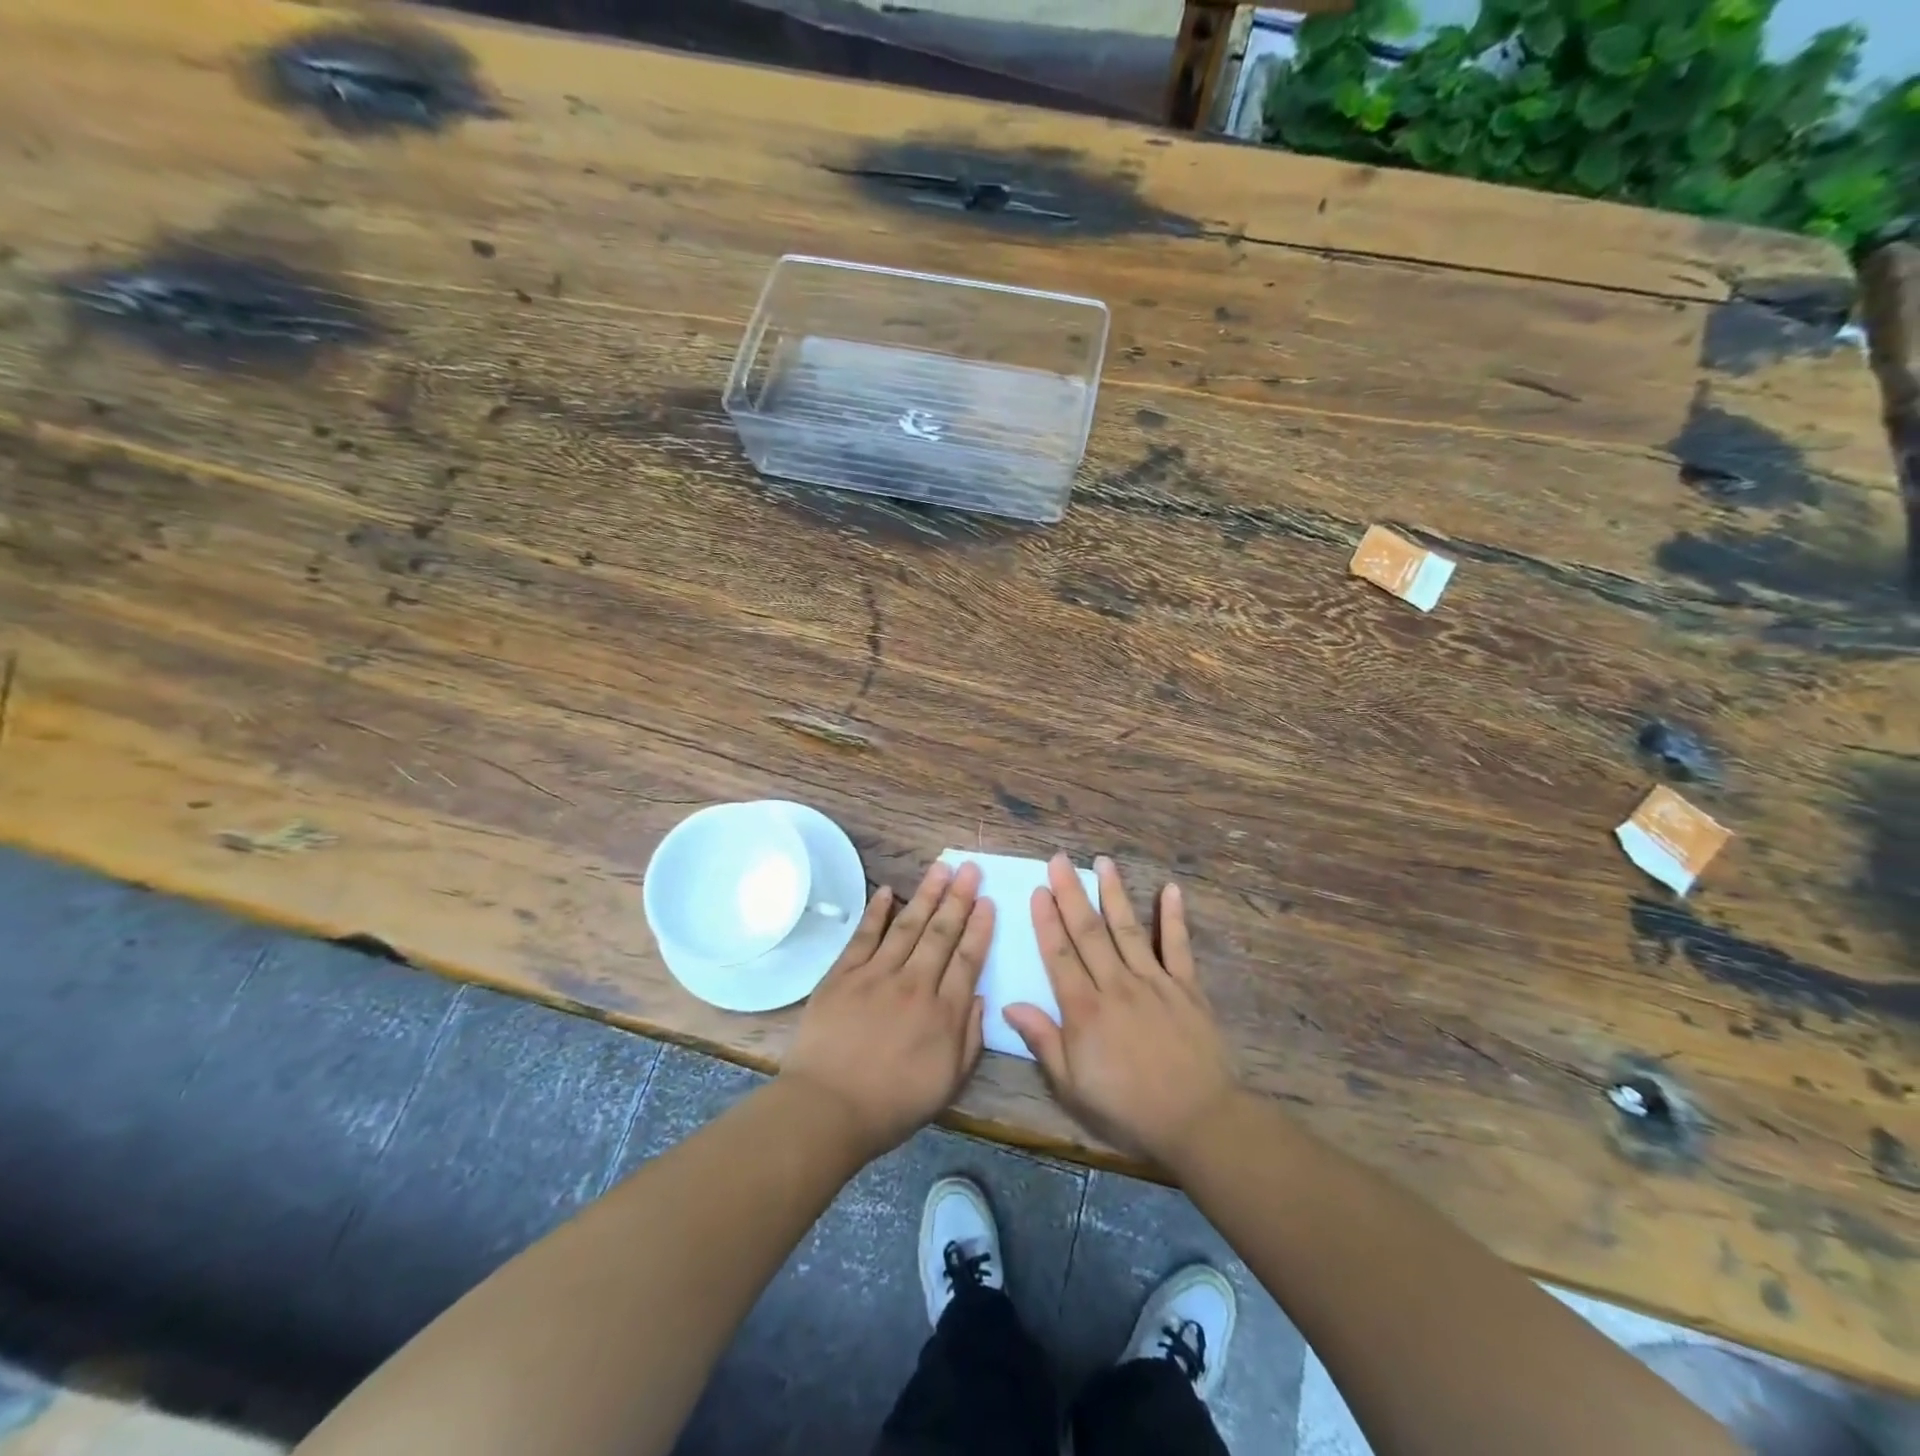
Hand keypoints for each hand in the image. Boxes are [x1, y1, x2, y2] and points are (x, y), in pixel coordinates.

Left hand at [781, 859, 992, 1161]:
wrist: (828, 1108)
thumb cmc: (892, 1104)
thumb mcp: (948, 1082)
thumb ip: (970, 1038)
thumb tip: (981, 997)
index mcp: (944, 1013)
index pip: (968, 959)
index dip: (980, 928)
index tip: (988, 901)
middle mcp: (914, 984)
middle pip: (941, 933)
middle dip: (958, 898)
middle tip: (970, 868)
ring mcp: (876, 975)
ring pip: (907, 925)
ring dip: (926, 894)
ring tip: (940, 867)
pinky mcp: (843, 974)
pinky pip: (864, 935)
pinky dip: (876, 911)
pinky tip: (887, 890)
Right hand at [1005, 855, 1239, 1166]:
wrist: (1197, 1120)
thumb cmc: (1127, 1108)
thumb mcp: (1072, 1086)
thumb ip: (1043, 1041)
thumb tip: (1009, 1005)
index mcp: (1085, 1010)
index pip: (1059, 955)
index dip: (1046, 920)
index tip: (1038, 889)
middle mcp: (1116, 985)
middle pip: (1089, 932)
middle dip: (1071, 893)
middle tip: (1059, 859)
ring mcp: (1154, 982)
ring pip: (1128, 929)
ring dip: (1113, 893)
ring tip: (1102, 862)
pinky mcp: (1187, 988)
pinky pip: (1178, 946)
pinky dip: (1174, 917)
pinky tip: (1170, 889)